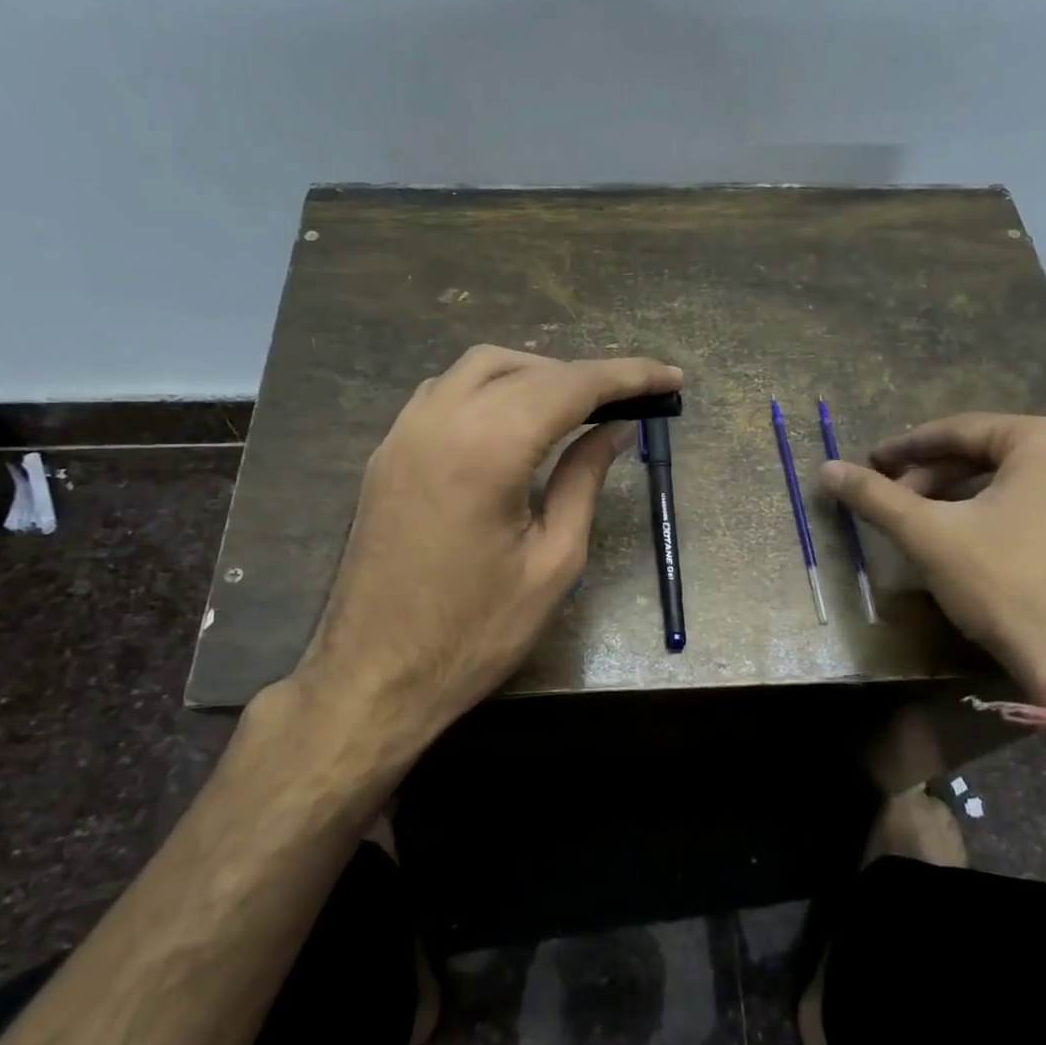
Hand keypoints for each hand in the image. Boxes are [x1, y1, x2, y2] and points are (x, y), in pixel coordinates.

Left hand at [289, 345, 681, 758]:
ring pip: (478, 369)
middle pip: (526, 368)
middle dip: (585, 375)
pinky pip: (445, 393)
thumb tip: (616, 429)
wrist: (374, 676)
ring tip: (578, 406)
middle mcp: (440, 421)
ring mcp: (404, 433)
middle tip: (630, 400)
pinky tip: (515, 420)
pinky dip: (491, 389)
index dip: (627, 376)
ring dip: (535, 374)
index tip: (670, 377)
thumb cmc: (475, 632)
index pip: (571, 386)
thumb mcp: (554, 561)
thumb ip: (584, 480)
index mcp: (487, 449)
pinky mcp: (388, 452)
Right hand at [819, 413, 1045, 695]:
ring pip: (1025, 482)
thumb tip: (828, 469)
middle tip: (897, 496)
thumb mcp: (929, 536)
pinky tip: (985, 542)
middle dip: (938, 474)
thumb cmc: (1007, 585)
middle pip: (994, 454)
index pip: (961, 430)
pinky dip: (1011, 514)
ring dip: (972, 494)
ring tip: (933, 519)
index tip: (872, 462)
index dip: (908, 447)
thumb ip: (876, 497)